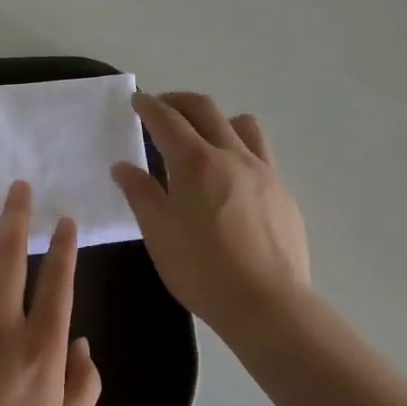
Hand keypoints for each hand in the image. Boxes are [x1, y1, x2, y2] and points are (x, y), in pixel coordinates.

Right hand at [111, 91, 310, 343]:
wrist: (268, 305)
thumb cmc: (202, 269)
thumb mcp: (158, 233)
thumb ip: (140, 193)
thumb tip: (123, 166)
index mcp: (195, 161)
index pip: (167, 119)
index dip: (149, 105)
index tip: (138, 100)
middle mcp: (231, 155)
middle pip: (205, 109)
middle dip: (179, 101)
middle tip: (162, 107)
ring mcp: (263, 171)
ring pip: (242, 124)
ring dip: (217, 119)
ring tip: (204, 136)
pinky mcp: (283, 193)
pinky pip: (261, 155)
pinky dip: (241, 150)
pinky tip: (233, 180)